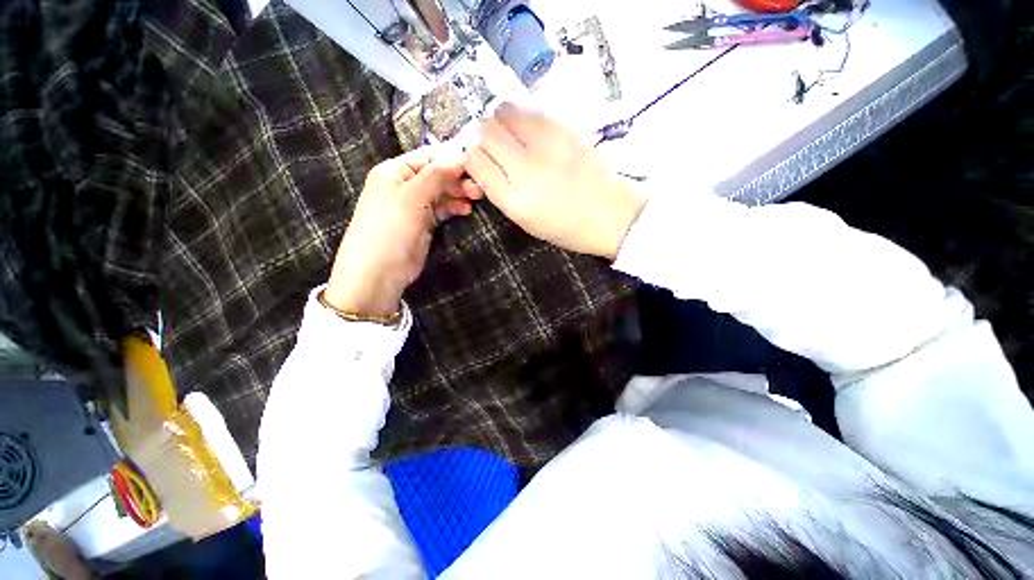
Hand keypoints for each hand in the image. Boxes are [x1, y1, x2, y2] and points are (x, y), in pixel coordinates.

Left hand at [324, 147, 481, 318]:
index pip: (429, 156)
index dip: (453, 158)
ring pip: (443, 192)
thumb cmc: (389, 229)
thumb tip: (461, 155)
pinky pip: (443, 209)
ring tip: (477, 197)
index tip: (478, 164)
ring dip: (459, 193)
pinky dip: (454, 207)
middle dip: (459, 178)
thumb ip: (436, 176)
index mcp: (396, 171)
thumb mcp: (411, 198)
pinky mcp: (424, 223)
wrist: (379, 272)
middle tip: (480, 187)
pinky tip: (466, 209)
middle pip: (438, 175)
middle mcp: (405, 185)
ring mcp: (415, 205)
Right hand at [465, 103, 645, 259]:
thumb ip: (501, 192)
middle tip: (499, 148)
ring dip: (503, 122)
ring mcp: (546, 144)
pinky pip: (530, 109)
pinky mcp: (565, 128)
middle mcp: (525, 169)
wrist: (611, 215)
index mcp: (514, 200)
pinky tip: (534, 133)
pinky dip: (524, 118)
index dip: (475, 159)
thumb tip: (486, 163)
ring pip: (504, 111)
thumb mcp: (526, 221)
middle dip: (485, 138)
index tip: (484, 162)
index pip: (475, 161)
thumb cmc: (567, 227)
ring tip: (515, 138)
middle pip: (485, 132)